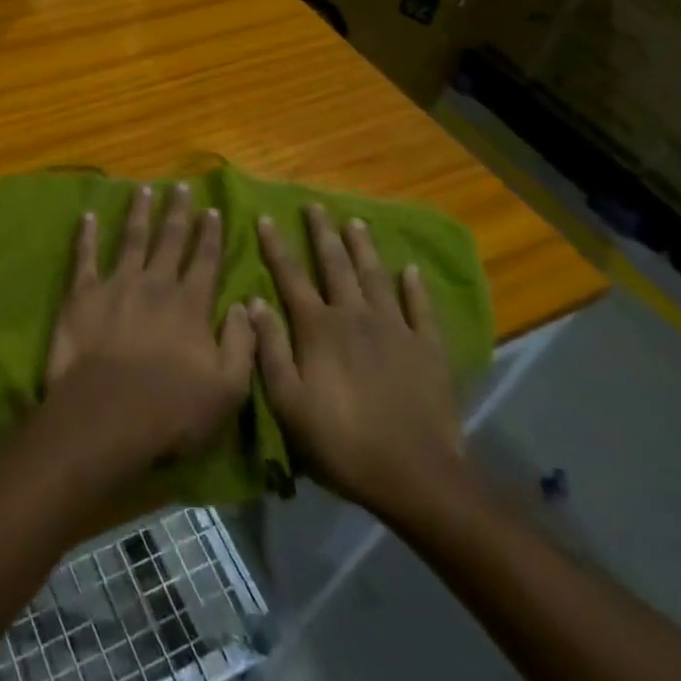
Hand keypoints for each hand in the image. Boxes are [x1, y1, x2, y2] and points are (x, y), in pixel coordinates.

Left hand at [44, 182, 255, 468]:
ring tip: (143, 189)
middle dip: (177, 211)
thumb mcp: (227, 388)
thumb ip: (242, 343)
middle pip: (169, 240)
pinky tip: (88, 215)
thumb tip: (247, 305)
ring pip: (131, 239)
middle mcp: (156, 284)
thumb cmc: (171, 410)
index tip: (212, 209)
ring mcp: (117, 284)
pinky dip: (86, 235)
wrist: (106, 415)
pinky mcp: (83, 294)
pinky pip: (85, 257)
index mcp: (190, 304)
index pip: (205, 260)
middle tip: (180, 186)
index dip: (210, 234)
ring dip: (139, 212)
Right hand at [248, 205, 468, 523]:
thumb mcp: (288, 401)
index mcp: (318, 328)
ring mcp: (395, 328)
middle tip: (315, 205)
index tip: (266, 218)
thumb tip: (253, 303)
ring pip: (375, 276)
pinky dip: (414, 286)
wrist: (414, 474)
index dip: (276, 246)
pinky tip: (409, 269)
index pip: (291, 277)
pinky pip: (420, 308)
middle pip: (335, 265)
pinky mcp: (428, 348)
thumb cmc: (340, 441)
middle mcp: (354, 316)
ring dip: (362, 247)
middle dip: (322, 233)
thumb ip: (269, 349)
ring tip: (355, 222)